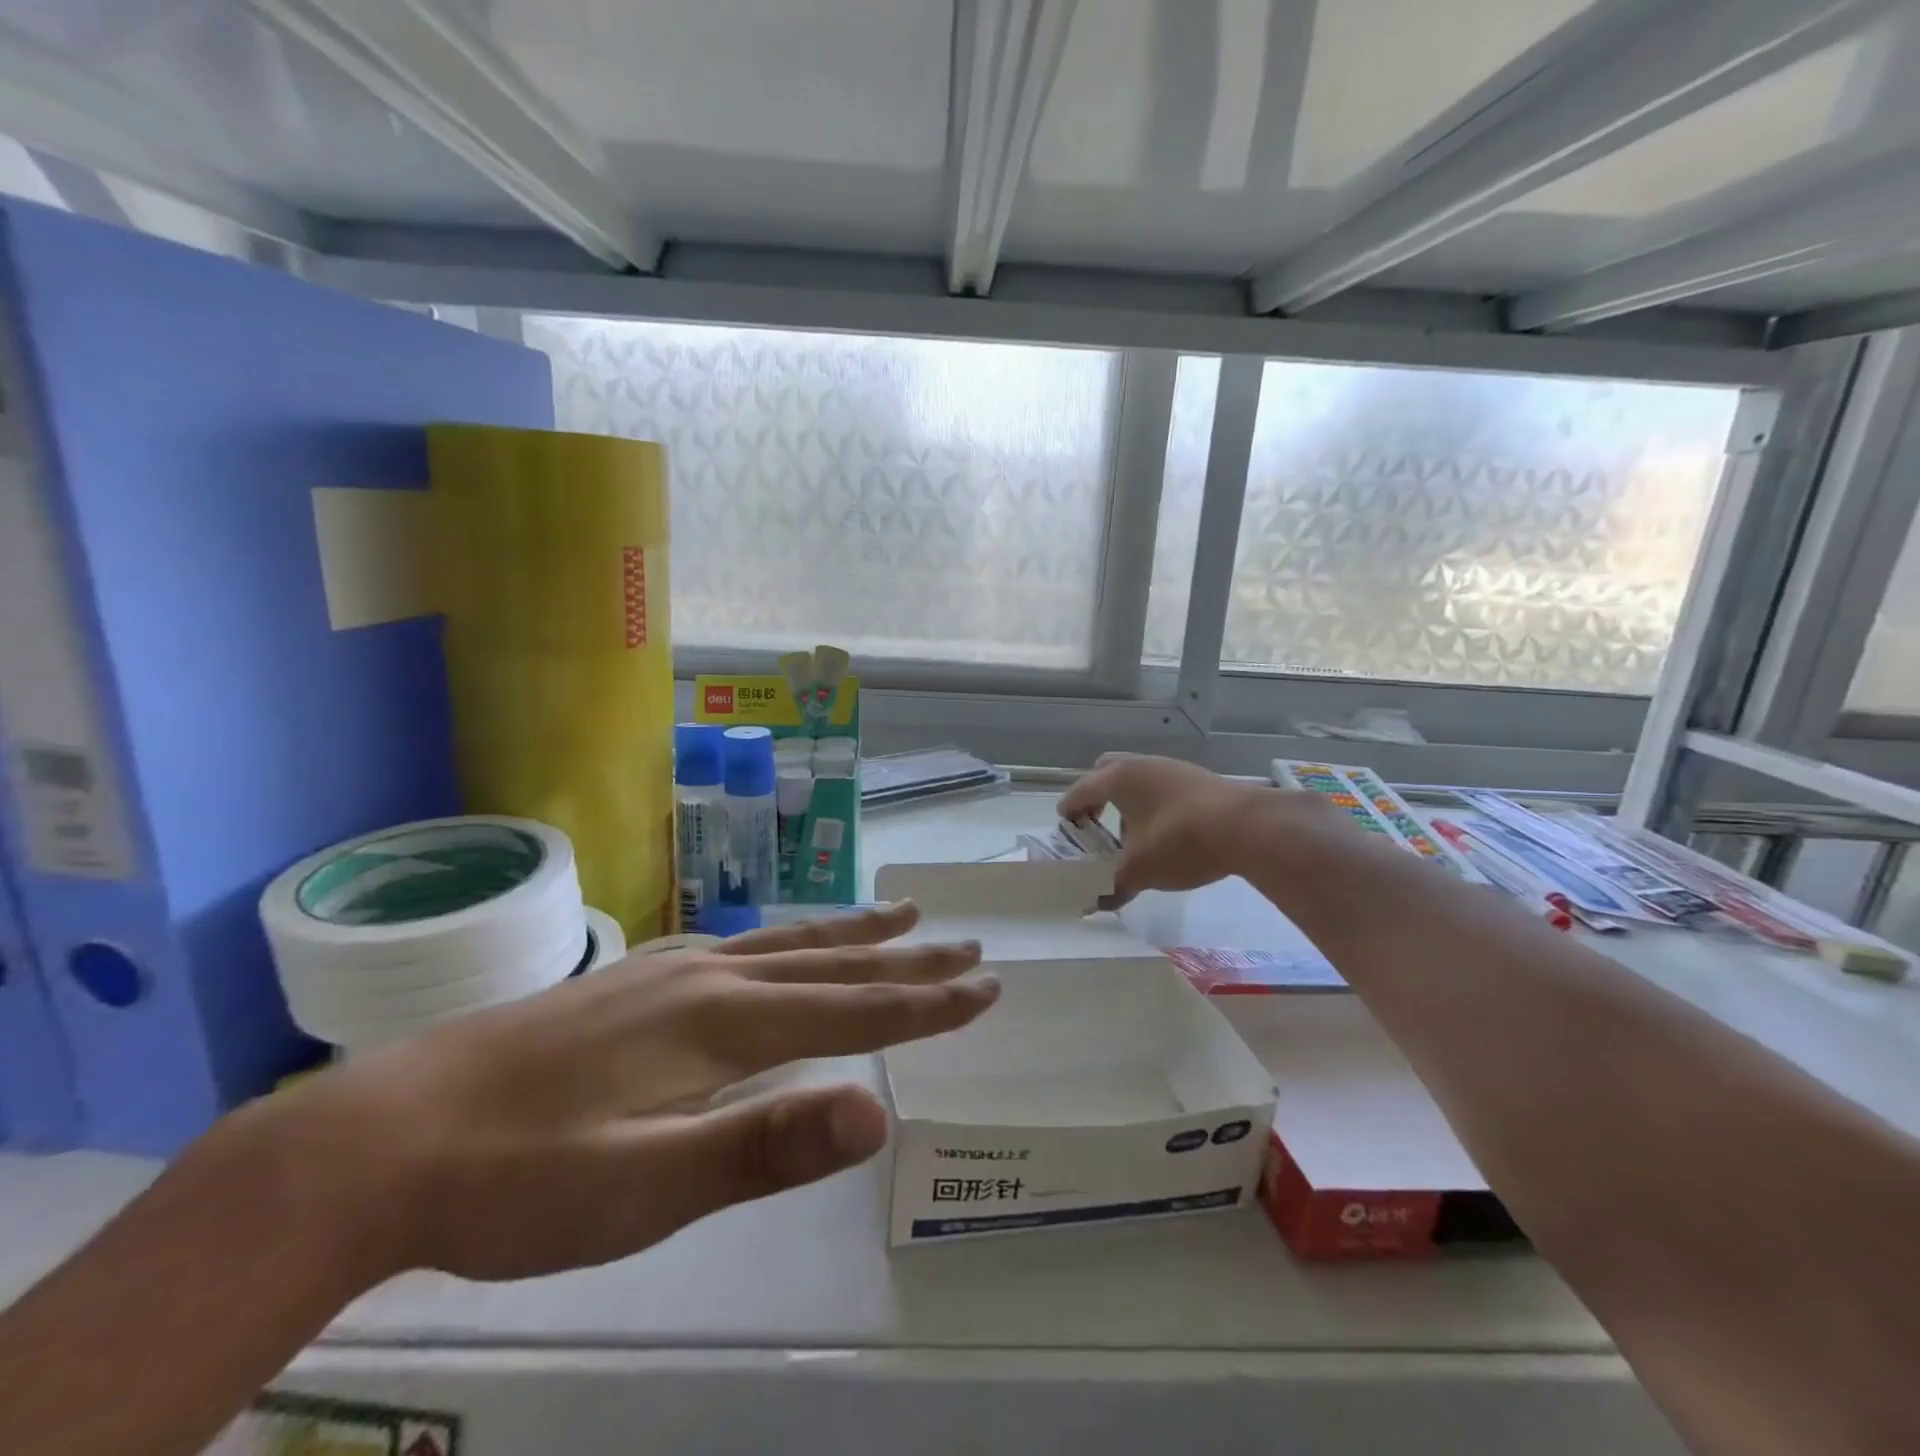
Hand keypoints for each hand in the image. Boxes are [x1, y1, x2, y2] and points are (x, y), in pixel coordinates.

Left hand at [264, 901, 991, 1281]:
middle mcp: (708, 979)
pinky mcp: (634, 979)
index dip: (925, 1002)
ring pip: (785, 944)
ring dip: (851, 935)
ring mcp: (668, 972)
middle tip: (966, 942)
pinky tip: (777, 945)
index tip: (986, 986)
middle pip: (830, 963)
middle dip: (906, 959)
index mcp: (723, 1022)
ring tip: (901, 914)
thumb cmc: (521, 1180)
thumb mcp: (646, 1186)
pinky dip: (786, 941)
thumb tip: (875, 1112)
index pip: (853, 1009)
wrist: (383, 1138)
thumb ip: (764, 1144)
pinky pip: (740, 947)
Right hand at [1059, 753, 1329, 899]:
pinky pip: (1161, 786)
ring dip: (1127, 803)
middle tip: (1096, 826)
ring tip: (1133, 837)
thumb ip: (1113, 886)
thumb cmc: (1180, 841)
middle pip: (1105, 772)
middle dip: (1096, 797)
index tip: (1067, 834)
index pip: (1079, 791)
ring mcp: (1171, 768)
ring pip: (1137, 779)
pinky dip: (1153, 805)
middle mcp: (1141, 764)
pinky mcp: (1197, 778)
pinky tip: (1166, 835)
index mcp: (1117, 778)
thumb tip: (1096, 905)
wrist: (1248, 827)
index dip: (1068, 814)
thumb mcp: (1140, 870)